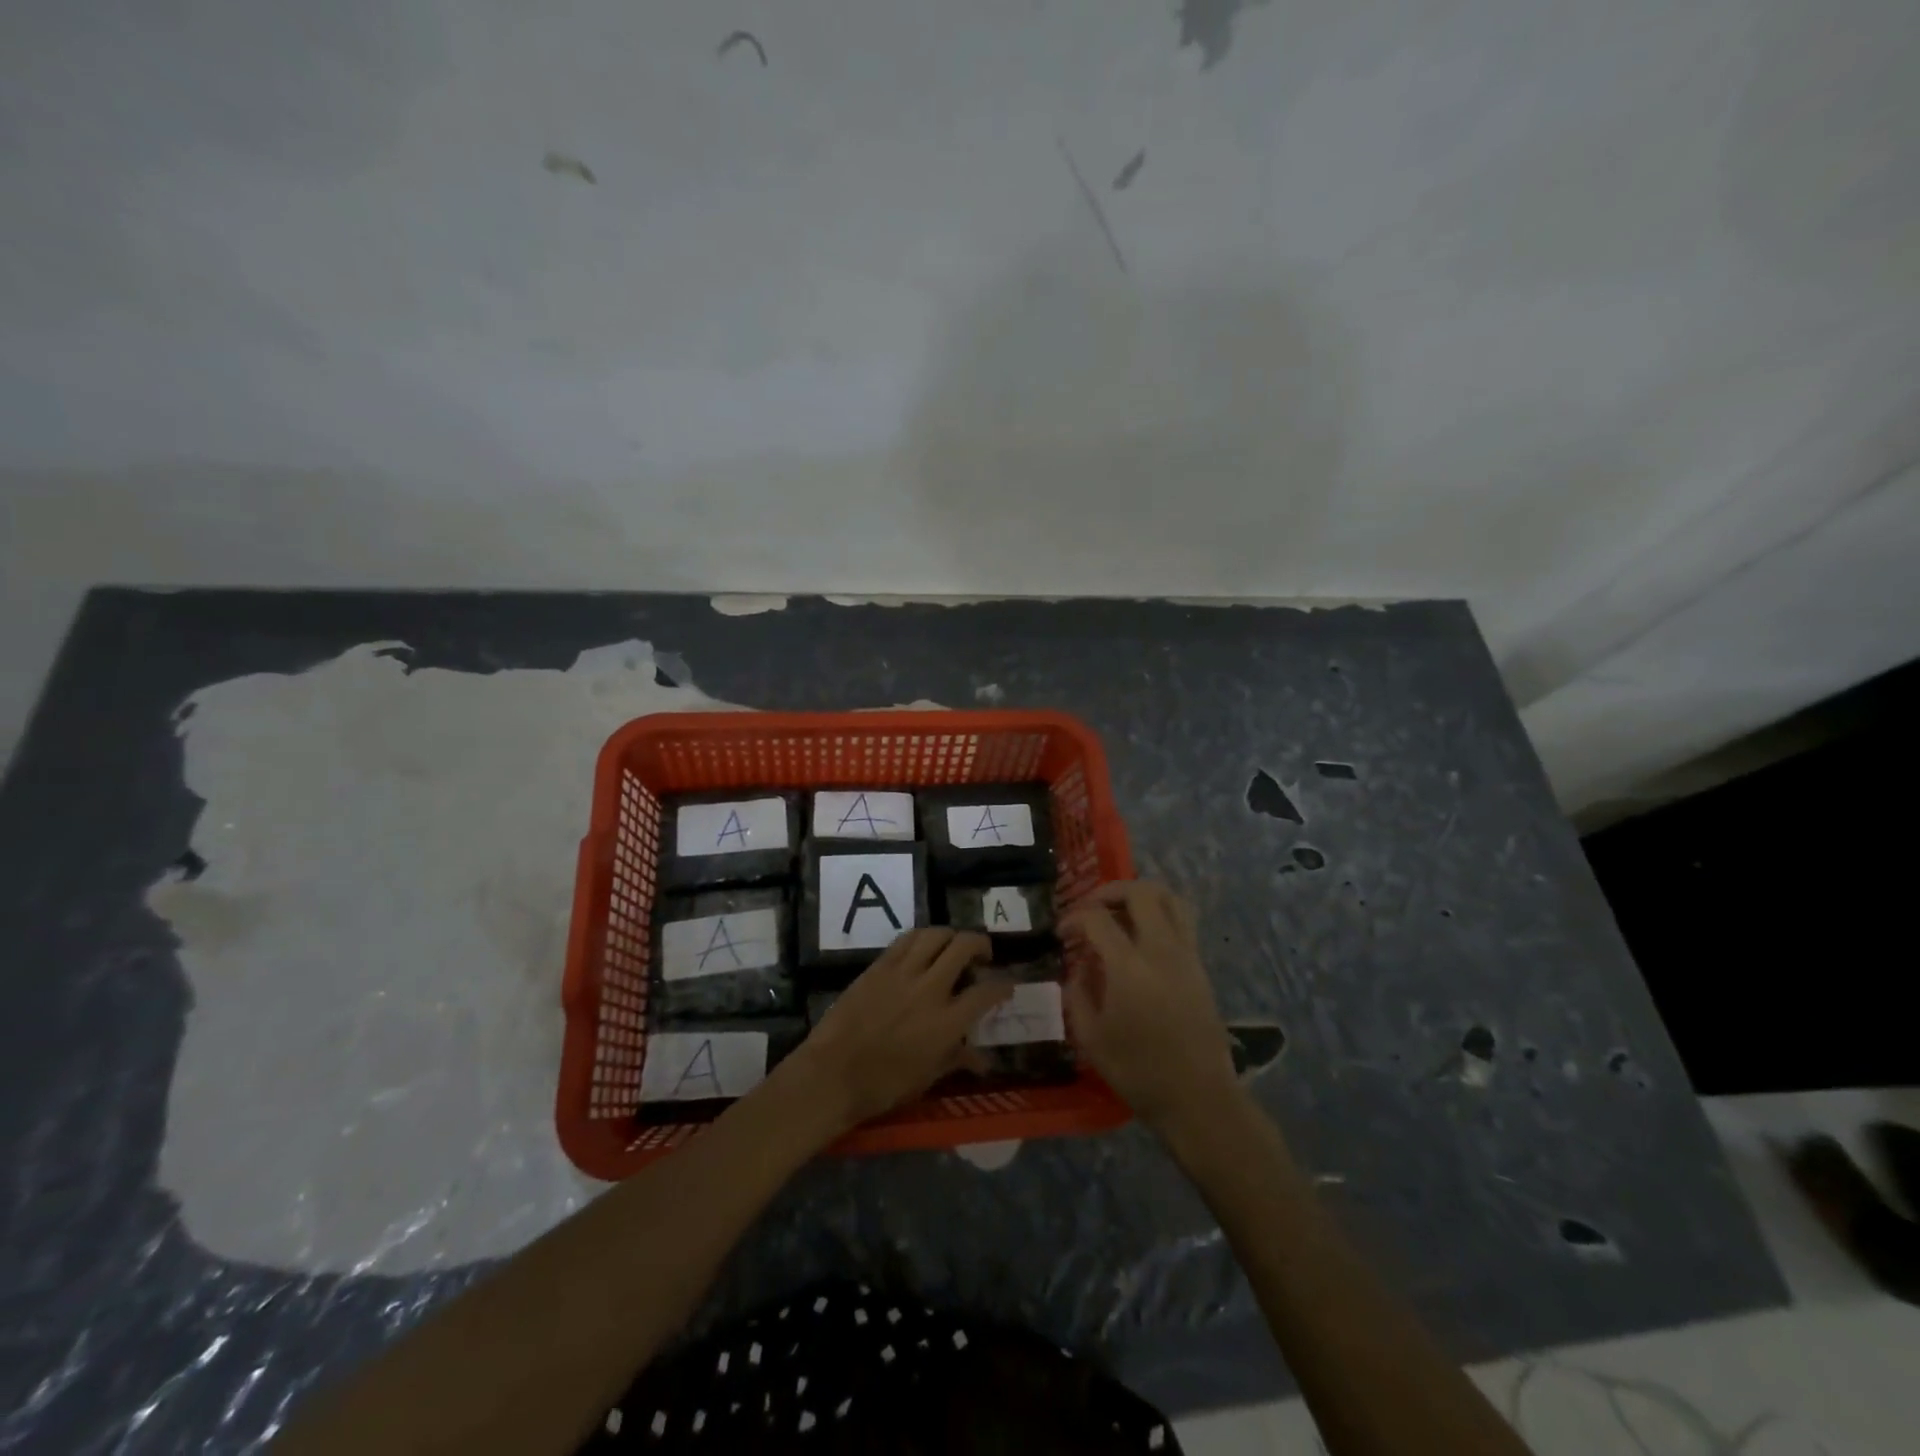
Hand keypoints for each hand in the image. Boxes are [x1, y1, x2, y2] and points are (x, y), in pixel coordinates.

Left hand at [784, 928, 1010, 1133]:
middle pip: (964, 946)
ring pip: (936, 934)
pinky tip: (924, 947)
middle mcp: (930, 989)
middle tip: (983, 956)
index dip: (1003, 986)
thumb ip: (957, 1060)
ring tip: (954, 946)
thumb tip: (983, 1060)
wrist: (832, 1074)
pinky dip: (922, 938)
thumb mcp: (927, 1078)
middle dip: (981, 945)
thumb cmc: (883, 1085)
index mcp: (947, 1022)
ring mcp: (903, 972)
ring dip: (952, 936)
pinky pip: (907, 939)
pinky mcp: (879, 965)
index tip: (1007, 985)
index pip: (987, 992)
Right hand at [1062, 881, 1238, 1132]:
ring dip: (1140, 896)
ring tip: (1120, 913)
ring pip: (1170, 898)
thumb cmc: (1138, 1071)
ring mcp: (1186, 955)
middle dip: (1109, 891)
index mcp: (1129, 967)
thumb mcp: (1091, 1037)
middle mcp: (1161, 950)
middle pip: (1141, 892)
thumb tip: (1079, 967)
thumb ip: (1078, 994)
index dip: (1074, 917)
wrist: (1198, 1097)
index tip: (1062, 933)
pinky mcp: (1200, 966)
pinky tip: (1141, 939)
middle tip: (1091, 909)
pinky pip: (1182, 920)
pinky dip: (1159, 915)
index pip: (1097, 918)